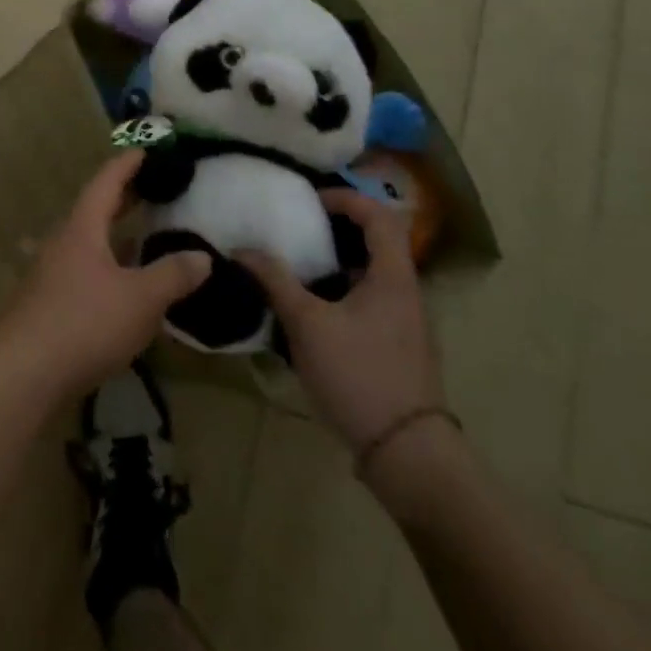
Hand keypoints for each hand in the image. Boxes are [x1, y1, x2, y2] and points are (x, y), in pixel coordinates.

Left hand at [0, 150, 211, 401]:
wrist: (23, 371)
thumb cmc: (84, 322)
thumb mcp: (140, 299)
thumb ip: (172, 276)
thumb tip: (202, 257)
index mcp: (82, 228)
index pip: (105, 183)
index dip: (126, 164)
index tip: (144, 149)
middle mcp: (63, 242)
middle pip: (94, 210)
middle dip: (123, 198)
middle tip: (152, 189)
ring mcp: (51, 273)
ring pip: (88, 243)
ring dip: (115, 237)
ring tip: (144, 238)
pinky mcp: (47, 303)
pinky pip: (83, 271)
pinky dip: (107, 267)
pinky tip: (123, 288)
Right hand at [240, 190, 442, 452]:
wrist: (407, 453)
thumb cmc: (359, 375)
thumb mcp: (307, 324)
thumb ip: (275, 281)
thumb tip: (242, 249)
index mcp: (393, 276)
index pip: (379, 215)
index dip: (346, 198)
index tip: (309, 200)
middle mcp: (404, 292)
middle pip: (376, 241)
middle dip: (336, 228)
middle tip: (296, 227)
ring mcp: (403, 322)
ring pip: (370, 273)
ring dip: (335, 261)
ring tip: (295, 263)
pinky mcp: (396, 346)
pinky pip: (367, 299)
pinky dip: (340, 290)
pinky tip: (309, 308)